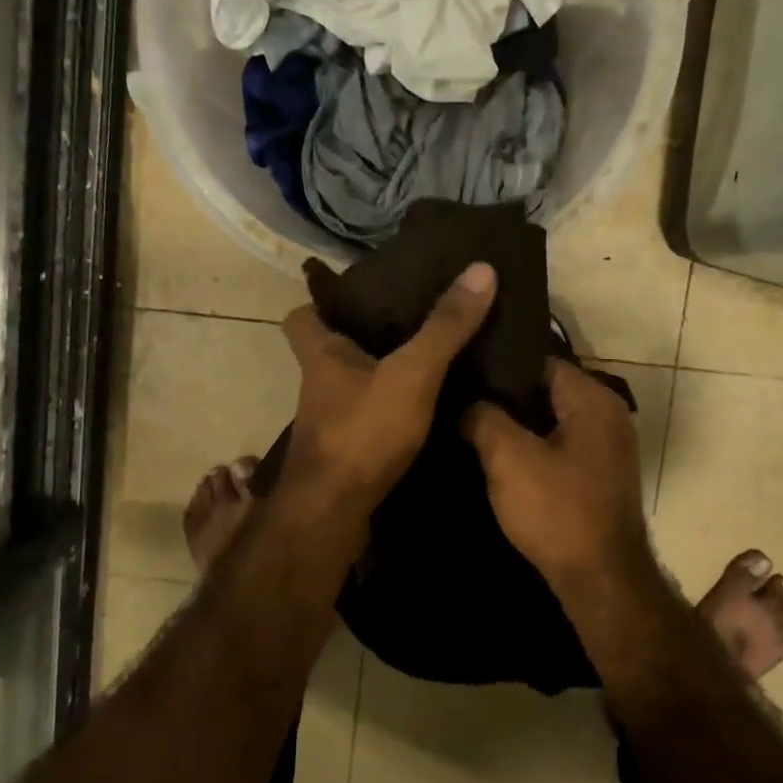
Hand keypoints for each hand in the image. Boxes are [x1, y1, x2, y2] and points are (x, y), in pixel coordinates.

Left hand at [279, 260, 497, 514]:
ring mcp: (327, 424)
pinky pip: (365, 421)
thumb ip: (445, 327)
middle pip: (329, 351)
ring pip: (349, 388)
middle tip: (407, 324)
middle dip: (361, 338)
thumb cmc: (363, 432)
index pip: (301, 316)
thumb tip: (481, 269)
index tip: (354, 295)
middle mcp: (318, 387)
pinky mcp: (343, 455)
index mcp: (322, 356)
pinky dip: (386, 414)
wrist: (332, 513)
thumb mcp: (412, 373)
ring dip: (377, 377)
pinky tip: (421, 414)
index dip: (320, 302)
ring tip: (424, 364)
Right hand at [462, 360, 653, 595]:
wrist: (599, 579)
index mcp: (593, 399)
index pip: (539, 361)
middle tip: (460, 400)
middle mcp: (608, 414)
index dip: (498, 366)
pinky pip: (559, 446)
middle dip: (504, 398)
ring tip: (471, 425)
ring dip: (516, 426)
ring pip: (550, 421)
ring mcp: (607, 447)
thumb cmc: (557, 511)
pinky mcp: (598, 475)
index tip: (462, 373)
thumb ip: (483, 418)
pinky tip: (499, 458)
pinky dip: (533, 448)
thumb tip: (467, 403)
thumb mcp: (508, 458)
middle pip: (545, 391)